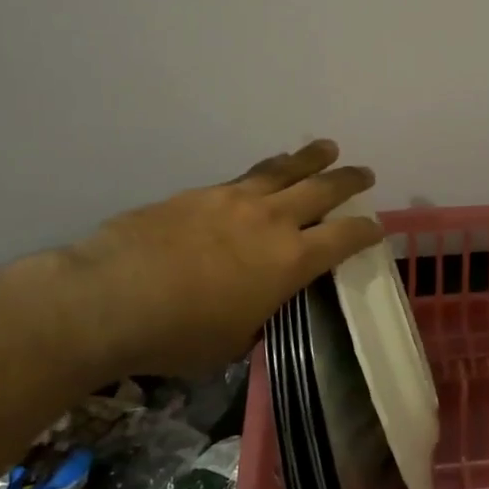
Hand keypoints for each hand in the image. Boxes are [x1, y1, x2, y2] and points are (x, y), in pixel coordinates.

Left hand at [61, 140, 383, 379]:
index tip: (377, 227)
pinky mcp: (200, 194)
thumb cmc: (181, 334)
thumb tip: (261, 307)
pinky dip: (267, 169)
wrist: (111, 298)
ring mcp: (234, 201)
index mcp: (290, 261)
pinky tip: (266, 169)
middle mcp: (272, 221)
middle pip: (322, 190)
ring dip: (310, 158)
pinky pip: (245, 175)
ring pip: (284, 170)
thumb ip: (259, 316)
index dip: (366, 231)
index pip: (344, 238)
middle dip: (348, 181)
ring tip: (326, 148)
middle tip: (364, 173)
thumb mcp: (235, 340)